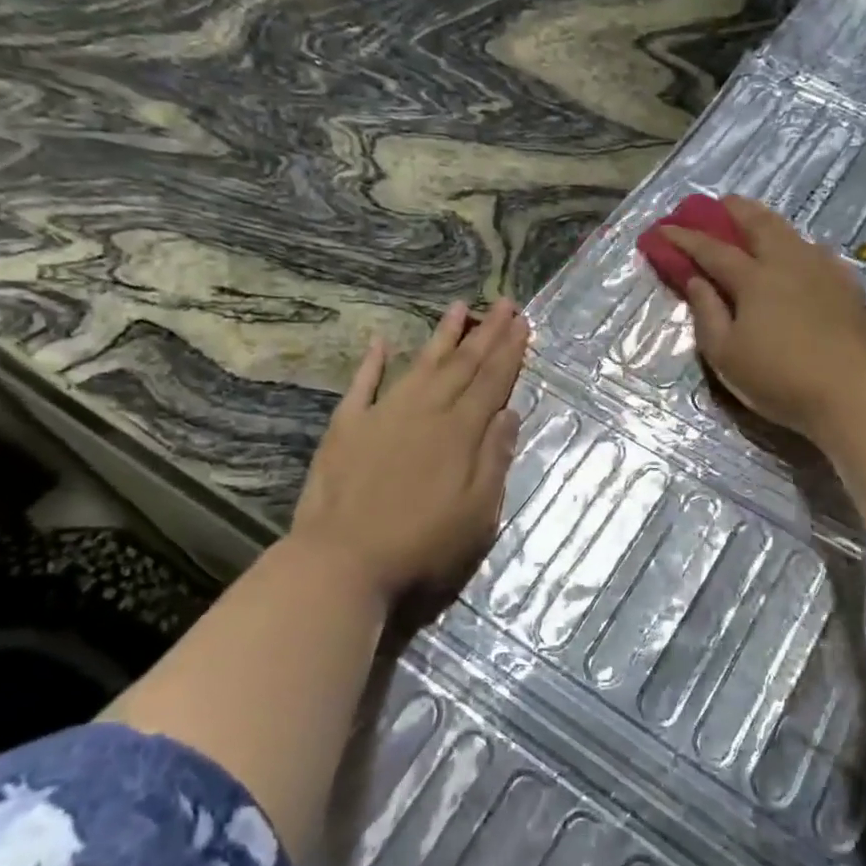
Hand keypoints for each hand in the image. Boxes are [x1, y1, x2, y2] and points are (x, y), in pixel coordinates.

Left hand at [291, 298, 526, 610]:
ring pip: (419, 364)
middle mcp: (425, 411)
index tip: (523, 322)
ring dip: (442, 336)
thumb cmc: (421, 546)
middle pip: (462, 365)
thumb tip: (508, 414)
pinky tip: (380, 341)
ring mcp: (383, 415)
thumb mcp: (477, 515)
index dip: (510, 351)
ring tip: (459, 307)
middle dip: (487, 333)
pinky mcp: (347, 427)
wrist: (342, 562)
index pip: (492, 382)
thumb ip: (494, 460)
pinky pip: (362, 385)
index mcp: (460, 432)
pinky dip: (372, 362)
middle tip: (505, 303)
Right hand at [662, 196, 865, 439]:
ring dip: (766, 221)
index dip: (685, 239)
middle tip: (717, 204)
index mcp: (754, 279)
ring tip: (755, 221)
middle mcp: (788, 262)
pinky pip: (816, 252)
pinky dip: (796, 245)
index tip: (663, 229)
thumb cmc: (778, 379)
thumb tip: (696, 280)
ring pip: (791, 233)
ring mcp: (823, 270)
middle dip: (733, 210)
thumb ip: (707, 313)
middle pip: (758, 223)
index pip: (712, 250)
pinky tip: (798, 255)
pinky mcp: (847, 285)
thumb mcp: (726, 355)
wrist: (851, 394)